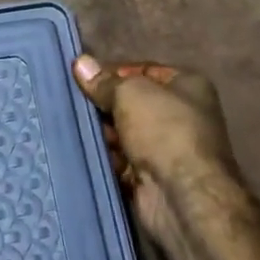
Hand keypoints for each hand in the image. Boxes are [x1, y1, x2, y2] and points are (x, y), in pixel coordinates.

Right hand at [72, 55, 240, 250]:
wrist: (182, 196)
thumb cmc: (164, 130)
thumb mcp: (131, 93)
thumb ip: (105, 81)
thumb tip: (80, 62)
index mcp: (188, 86)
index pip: (144, 70)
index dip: (114, 72)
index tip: (83, 76)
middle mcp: (181, 115)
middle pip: (132, 103)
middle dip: (104, 104)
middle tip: (72, 102)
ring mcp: (166, 149)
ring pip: (123, 133)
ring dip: (101, 132)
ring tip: (71, 125)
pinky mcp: (151, 177)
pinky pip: (120, 160)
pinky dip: (104, 157)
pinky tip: (80, 151)